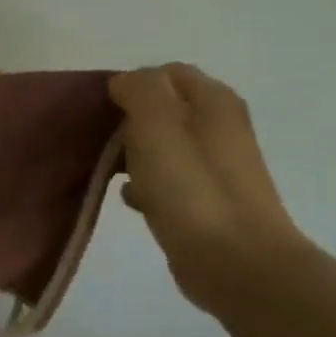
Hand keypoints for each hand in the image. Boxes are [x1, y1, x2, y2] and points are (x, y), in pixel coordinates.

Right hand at [109, 64, 316, 314]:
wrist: (237, 263)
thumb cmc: (192, 191)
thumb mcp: (157, 125)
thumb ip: (140, 91)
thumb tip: (124, 83)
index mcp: (213, 102)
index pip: (165, 73)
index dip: (129, 85)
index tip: (98, 111)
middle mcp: (220, 127)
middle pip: (162, 108)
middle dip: (126, 121)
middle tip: (97, 142)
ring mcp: (215, 166)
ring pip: (161, 145)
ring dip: (132, 153)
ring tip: (107, 171)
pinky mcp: (205, 200)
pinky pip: (166, 179)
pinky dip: (145, 183)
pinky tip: (129, 199)